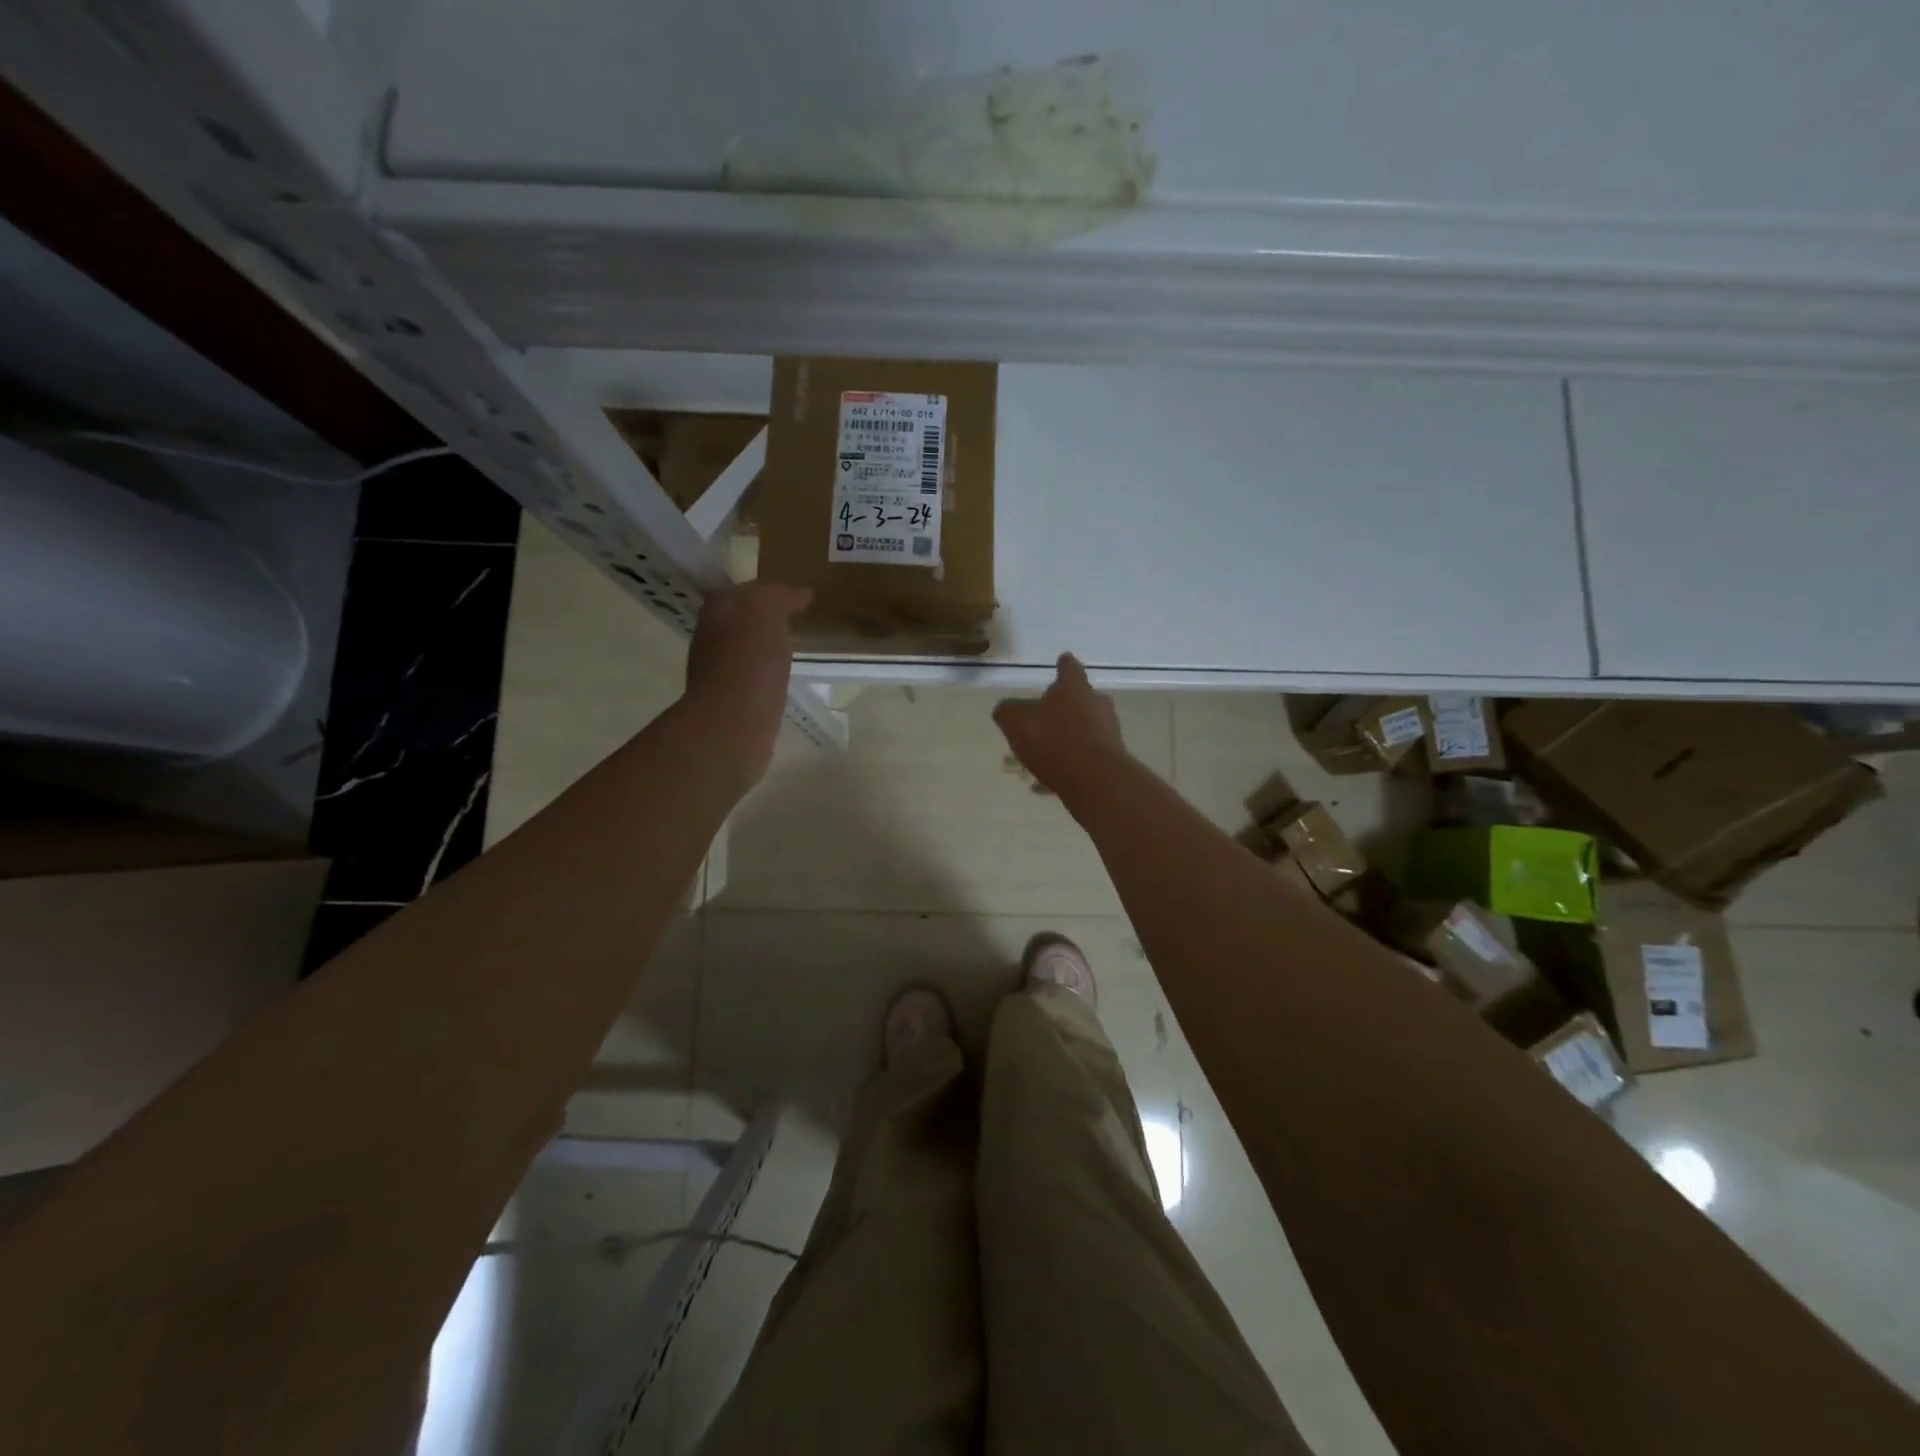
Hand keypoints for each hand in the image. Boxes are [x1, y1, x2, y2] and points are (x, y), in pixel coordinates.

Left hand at [685, 583, 810, 783]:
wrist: (734, 722)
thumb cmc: (749, 661)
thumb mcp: (765, 611)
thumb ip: (779, 596)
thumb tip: (800, 594)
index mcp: (718, 609)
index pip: (746, 590)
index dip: (772, 592)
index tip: (798, 598)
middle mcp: (711, 636)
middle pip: (742, 618)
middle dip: (766, 617)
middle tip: (796, 619)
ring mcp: (718, 670)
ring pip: (746, 648)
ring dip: (765, 646)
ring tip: (793, 648)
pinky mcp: (732, 701)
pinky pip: (754, 677)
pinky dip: (768, 673)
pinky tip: (784, 677)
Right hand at [993, 653, 1126, 797]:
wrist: (1095, 778)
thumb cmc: (1053, 740)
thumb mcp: (1016, 723)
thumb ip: (1008, 711)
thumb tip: (1006, 708)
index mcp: (1073, 687)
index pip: (1069, 668)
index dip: (1064, 665)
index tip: (1063, 660)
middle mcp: (1096, 703)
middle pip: (1082, 697)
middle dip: (1067, 704)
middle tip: (1049, 714)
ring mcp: (1108, 730)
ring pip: (1086, 727)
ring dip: (1069, 735)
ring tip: (1046, 752)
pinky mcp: (1113, 756)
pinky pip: (1087, 754)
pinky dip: (1071, 762)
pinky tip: (1050, 781)